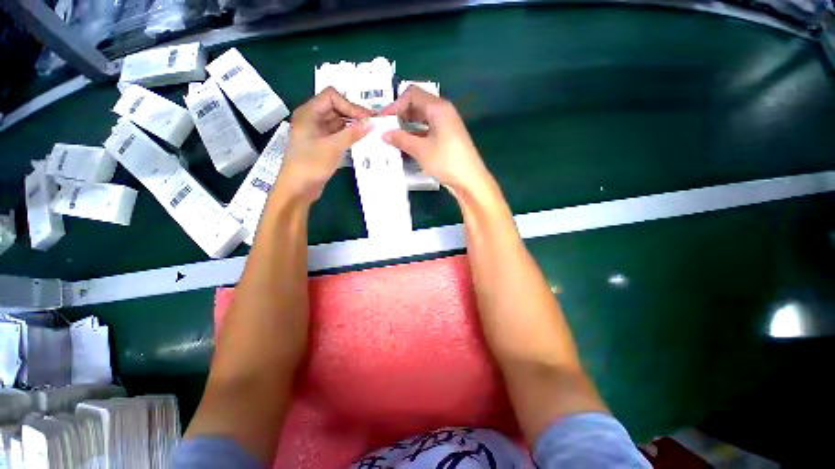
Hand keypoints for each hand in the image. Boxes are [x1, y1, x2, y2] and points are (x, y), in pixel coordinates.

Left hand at [279, 87, 373, 201]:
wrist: (298, 188)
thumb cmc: (311, 165)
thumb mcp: (333, 147)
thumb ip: (352, 134)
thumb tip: (371, 123)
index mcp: (309, 113)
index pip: (332, 97)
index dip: (351, 105)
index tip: (368, 118)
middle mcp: (312, 118)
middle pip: (336, 108)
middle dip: (354, 114)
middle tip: (373, 124)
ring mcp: (317, 132)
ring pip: (338, 121)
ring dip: (353, 125)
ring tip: (370, 132)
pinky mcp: (322, 144)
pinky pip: (338, 133)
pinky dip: (349, 135)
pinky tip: (361, 140)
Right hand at [381, 86, 491, 195]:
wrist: (470, 180)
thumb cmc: (446, 161)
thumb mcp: (421, 150)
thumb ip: (401, 139)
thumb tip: (384, 134)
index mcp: (438, 108)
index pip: (412, 95)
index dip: (395, 105)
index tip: (383, 120)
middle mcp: (443, 112)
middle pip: (417, 106)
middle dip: (400, 116)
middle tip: (386, 130)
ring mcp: (446, 126)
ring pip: (422, 120)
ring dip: (407, 128)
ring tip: (393, 140)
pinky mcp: (447, 139)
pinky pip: (428, 132)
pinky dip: (416, 137)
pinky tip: (406, 148)